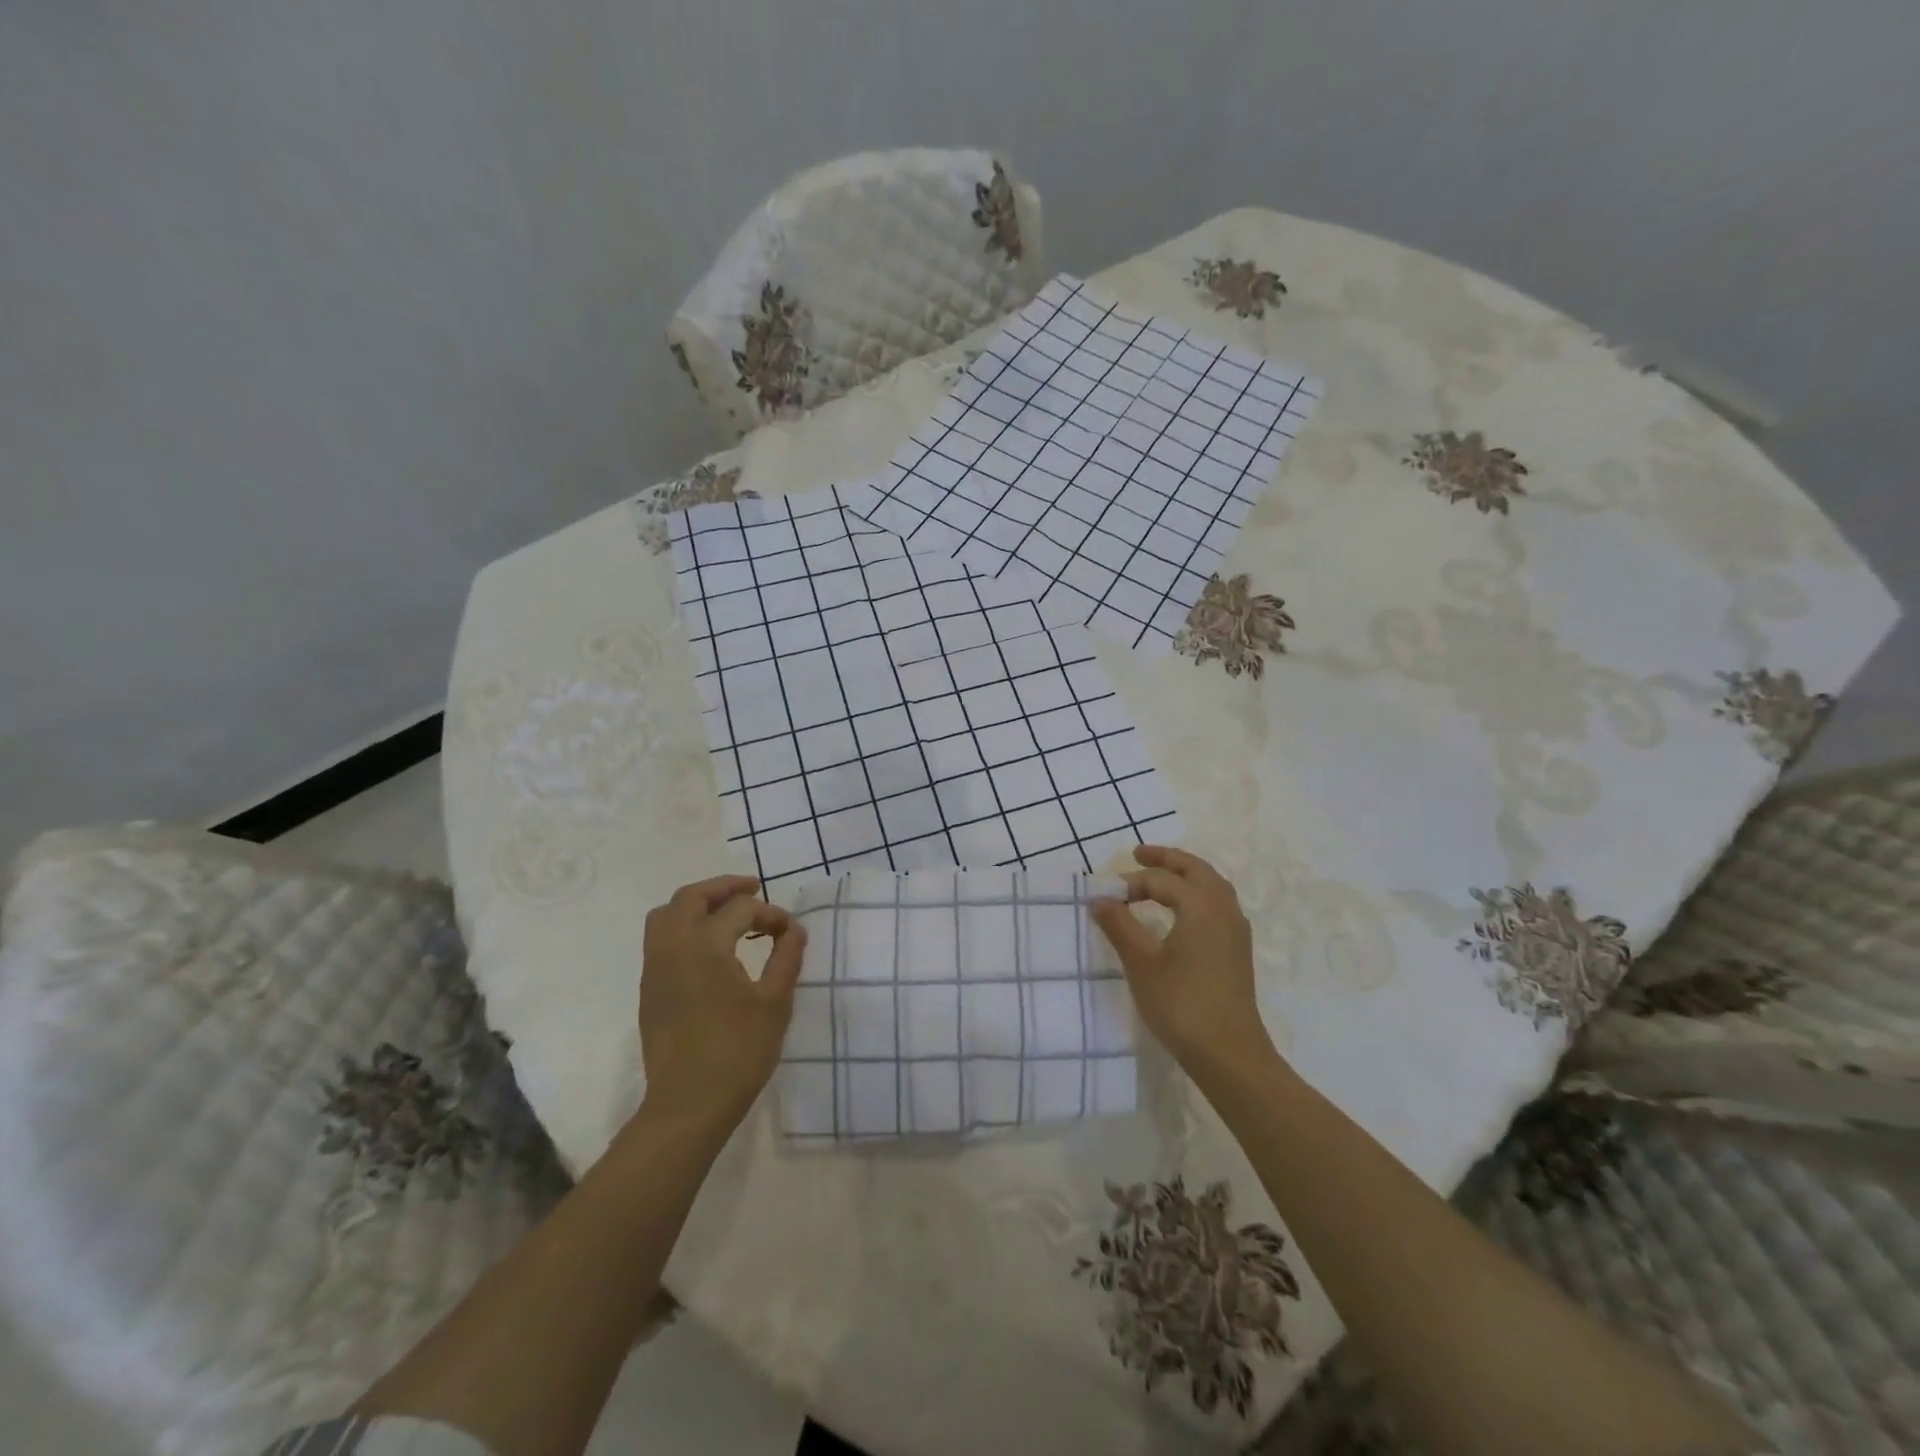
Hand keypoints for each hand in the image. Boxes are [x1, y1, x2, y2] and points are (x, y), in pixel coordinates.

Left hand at [639, 875, 805, 1130]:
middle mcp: (672, 948)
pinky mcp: (649, 990)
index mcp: (705, 946)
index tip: (790, 932)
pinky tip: (710, 947)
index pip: (741, 909)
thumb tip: (793, 929)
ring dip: (697, 904)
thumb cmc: (738, 1052)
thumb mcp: (775, 1002)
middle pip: (690, 897)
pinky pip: (660, 940)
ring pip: (666, 915)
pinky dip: (684, 927)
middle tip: (754, 888)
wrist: (688, 1105)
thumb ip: (787, 957)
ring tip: (728, 912)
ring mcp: (654, 969)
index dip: (770, 914)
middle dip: (723, 887)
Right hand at [1091, 845, 1278, 1083]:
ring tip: (1159, 877)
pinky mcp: (1237, 949)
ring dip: (1185, 874)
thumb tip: (1099, 898)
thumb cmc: (1181, 1004)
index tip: (1105, 897)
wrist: (1230, 1054)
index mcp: (1201, 905)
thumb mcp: (1141, 963)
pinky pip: (1217, 903)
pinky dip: (1197, 893)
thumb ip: (1119, 925)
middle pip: (1195, 869)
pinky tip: (1181, 911)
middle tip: (1138, 855)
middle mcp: (1223, 908)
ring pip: (1211, 885)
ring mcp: (1235, 929)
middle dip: (1166, 859)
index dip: (1130, 883)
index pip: (1161, 880)